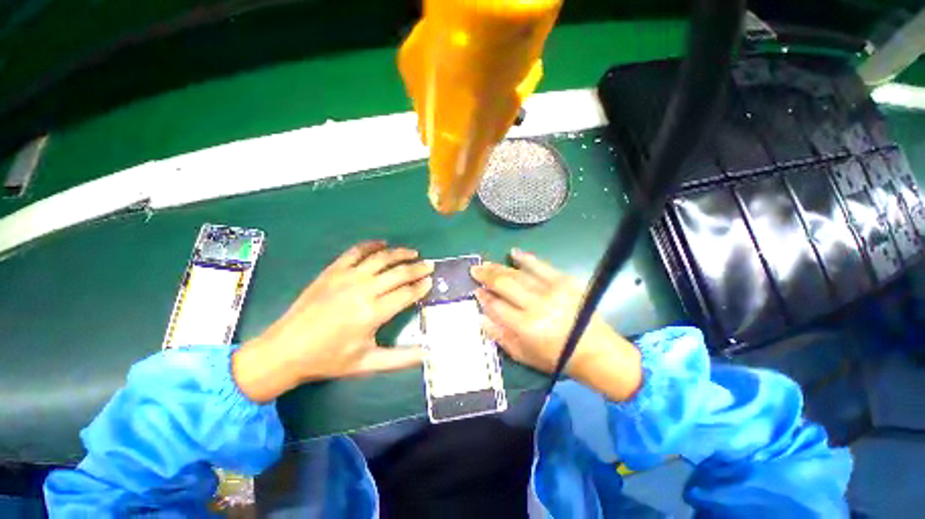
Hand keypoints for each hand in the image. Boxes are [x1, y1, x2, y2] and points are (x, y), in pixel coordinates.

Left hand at [233, 241, 433, 401]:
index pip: (407, 293)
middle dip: (418, 268)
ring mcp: (346, 277)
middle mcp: (363, 290)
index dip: (422, 286)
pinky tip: (382, 244)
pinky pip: (356, 251)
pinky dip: (371, 245)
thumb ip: (401, 358)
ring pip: (381, 258)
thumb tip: (428, 353)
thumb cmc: (328, 359)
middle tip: (429, 265)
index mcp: (373, 313)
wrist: (285, 350)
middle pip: (399, 272)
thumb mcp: (367, 363)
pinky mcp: (333, 271)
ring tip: (413, 253)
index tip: (431, 281)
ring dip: (400, 253)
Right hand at [471, 249, 642, 401]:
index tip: (476, 291)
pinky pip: (541, 265)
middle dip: (486, 276)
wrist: (597, 351)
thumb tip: (481, 316)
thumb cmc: (557, 357)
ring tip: (486, 264)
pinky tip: (513, 253)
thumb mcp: (524, 355)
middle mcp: (537, 305)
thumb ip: (500, 336)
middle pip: (505, 284)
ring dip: (499, 267)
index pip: (497, 306)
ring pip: (519, 274)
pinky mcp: (565, 281)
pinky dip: (526, 258)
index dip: (484, 297)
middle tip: (475, 271)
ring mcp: (552, 290)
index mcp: (526, 327)